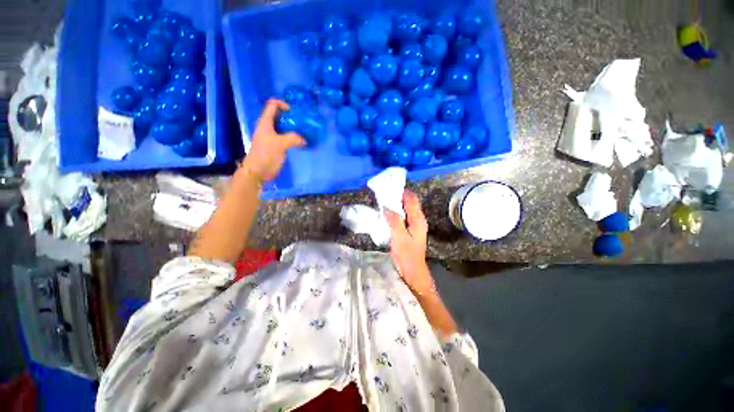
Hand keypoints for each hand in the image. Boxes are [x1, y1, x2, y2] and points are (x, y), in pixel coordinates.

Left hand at [242, 99, 304, 181]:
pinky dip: (293, 136)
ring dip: (293, 127)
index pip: (272, 105)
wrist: (258, 170)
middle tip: (303, 121)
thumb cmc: (266, 154)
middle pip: (279, 115)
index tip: (294, 112)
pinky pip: (286, 137)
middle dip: (291, 116)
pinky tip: (301, 140)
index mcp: (265, 122)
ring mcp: (272, 136)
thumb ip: (293, 138)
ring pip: (284, 127)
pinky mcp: (276, 145)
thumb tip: (304, 139)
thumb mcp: (280, 144)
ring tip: (304, 130)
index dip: (282, 104)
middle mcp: (268, 127)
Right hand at [384, 190, 435, 295]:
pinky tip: (388, 213)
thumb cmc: (407, 255)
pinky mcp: (410, 230)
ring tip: (384, 200)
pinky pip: (404, 216)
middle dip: (398, 197)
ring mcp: (415, 225)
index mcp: (417, 219)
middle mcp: (418, 219)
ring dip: (397, 204)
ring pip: (406, 209)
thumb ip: (394, 220)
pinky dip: (397, 212)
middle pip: (410, 202)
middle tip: (384, 193)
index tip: (389, 187)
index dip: (402, 192)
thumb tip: (387, 206)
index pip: (411, 199)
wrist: (413, 271)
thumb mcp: (399, 237)